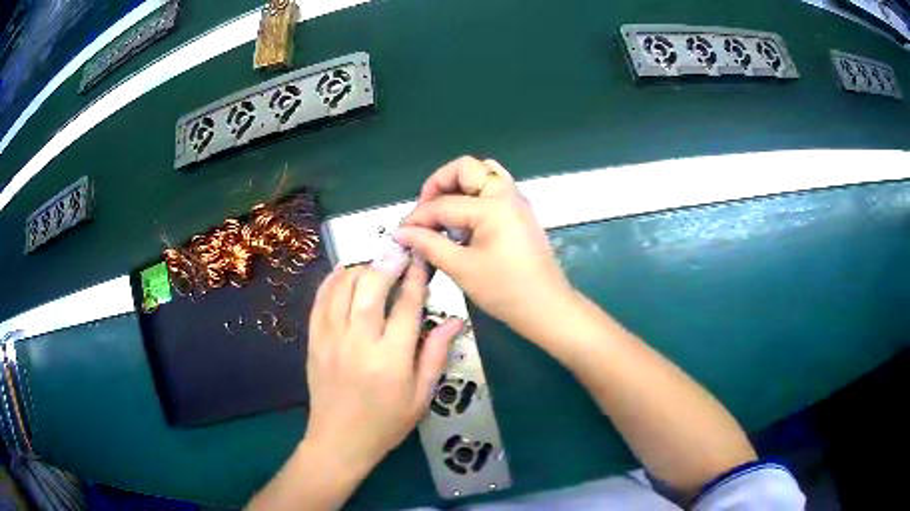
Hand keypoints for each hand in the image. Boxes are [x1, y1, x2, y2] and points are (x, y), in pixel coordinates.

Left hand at [304, 256, 462, 470]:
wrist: (340, 440)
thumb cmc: (386, 423)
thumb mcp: (421, 396)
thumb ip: (435, 355)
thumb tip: (454, 322)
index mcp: (391, 359)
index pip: (407, 306)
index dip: (417, 278)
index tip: (421, 259)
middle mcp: (359, 342)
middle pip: (372, 288)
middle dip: (387, 262)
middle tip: (399, 249)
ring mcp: (331, 339)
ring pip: (343, 288)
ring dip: (361, 268)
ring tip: (375, 260)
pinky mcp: (314, 341)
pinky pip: (319, 301)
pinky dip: (331, 281)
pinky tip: (343, 270)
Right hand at [394, 156, 573, 341]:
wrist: (546, 307)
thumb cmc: (505, 290)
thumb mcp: (461, 268)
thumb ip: (429, 245)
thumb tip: (402, 233)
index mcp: (492, 205)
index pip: (443, 203)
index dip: (418, 218)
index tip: (401, 233)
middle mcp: (507, 193)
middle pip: (466, 167)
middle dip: (439, 184)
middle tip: (425, 212)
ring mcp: (517, 201)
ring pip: (483, 174)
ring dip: (459, 187)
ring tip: (443, 215)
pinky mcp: (520, 213)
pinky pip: (494, 189)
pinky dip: (474, 196)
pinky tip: (463, 224)